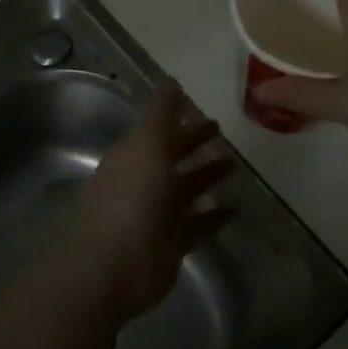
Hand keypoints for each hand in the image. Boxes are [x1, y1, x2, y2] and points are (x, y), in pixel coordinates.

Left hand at [58, 85, 233, 327]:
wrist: (112, 266)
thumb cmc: (131, 196)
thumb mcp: (147, 143)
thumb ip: (162, 113)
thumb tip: (172, 82)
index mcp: (134, 155)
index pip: (159, 130)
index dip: (179, 119)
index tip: (204, 110)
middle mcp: (143, 181)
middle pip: (173, 157)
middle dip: (194, 143)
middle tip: (223, 133)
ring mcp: (156, 215)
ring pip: (187, 190)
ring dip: (208, 177)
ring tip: (235, 168)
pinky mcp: (171, 245)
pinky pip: (198, 225)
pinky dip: (215, 217)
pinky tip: (235, 208)